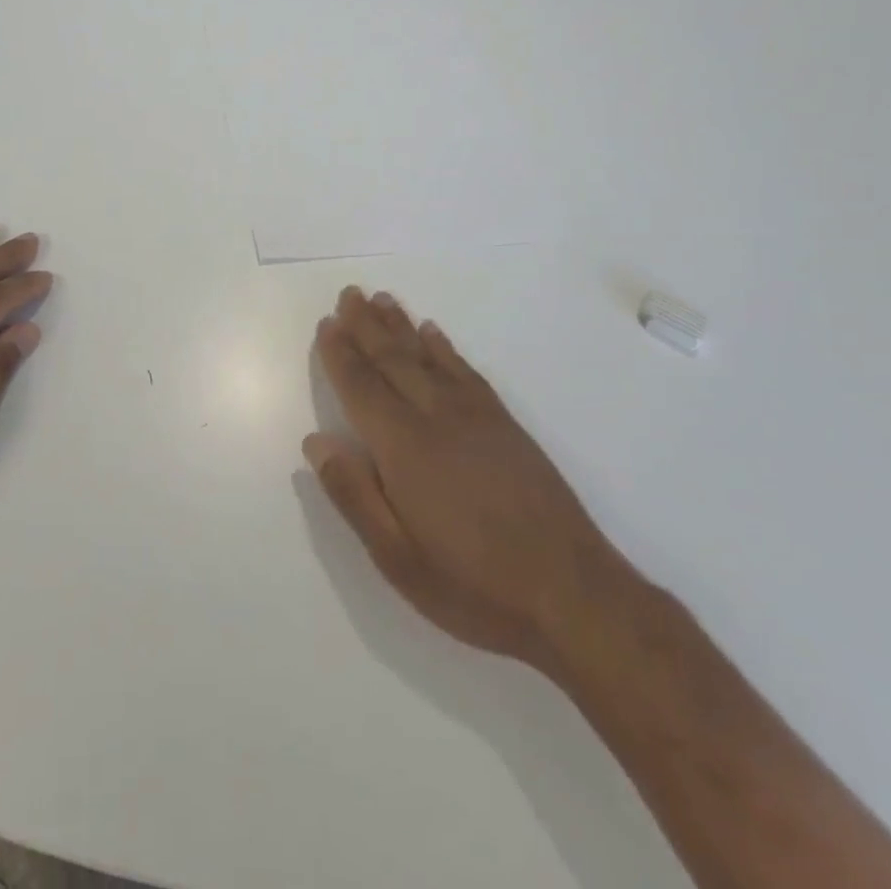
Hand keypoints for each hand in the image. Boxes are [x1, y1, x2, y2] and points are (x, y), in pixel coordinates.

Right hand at [304, 286, 636, 667]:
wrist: (574, 596)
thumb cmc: (473, 584)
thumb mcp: (397, 557)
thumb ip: (353, 494)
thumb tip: (316, 441)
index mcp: (404, 446)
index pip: (362, 386)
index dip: (340, 354)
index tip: (326, 323)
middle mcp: (437, 417)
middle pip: (394, 359)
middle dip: (367, 325)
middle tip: (349, 293)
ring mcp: (476, 417)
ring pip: (428, 357)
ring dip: (402, 326)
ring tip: (382, 300)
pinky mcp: (506, 425)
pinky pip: (466, 371)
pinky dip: (445, 348)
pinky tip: (434, 334)